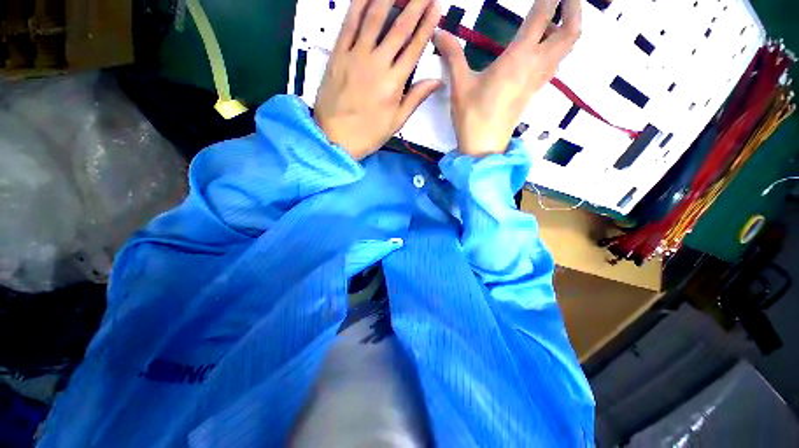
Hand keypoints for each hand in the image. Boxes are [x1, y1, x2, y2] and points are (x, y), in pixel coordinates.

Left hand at [314, 0, 441, 159]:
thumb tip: (437, 81)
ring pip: (374, 19)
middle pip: (399, 28)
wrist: (335, 138)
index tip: (435, 7)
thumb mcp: (396, 122)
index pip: (415, 47)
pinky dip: (358, 5)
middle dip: (414, 5)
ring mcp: (356, 56)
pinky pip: (349, 25)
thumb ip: (416, 98)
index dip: (426, 26)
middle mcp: (378, 64)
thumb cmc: (368, 133)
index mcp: (394, 83)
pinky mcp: (338, 55)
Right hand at [433, 0, 581, 156]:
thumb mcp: (460, 85)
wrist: (484, 148)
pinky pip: (555, 62)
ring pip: (566, 48)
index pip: (542, 16)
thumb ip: (453, 55)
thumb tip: (439, 32)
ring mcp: (537, 80)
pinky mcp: (533, 91)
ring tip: (557, 16)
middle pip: (570, 32)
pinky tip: (545, 44)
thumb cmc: (472, 117)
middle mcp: (535, 65)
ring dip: (568, 27)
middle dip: (574, 9)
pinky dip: (558, 46)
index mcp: (518, 58)